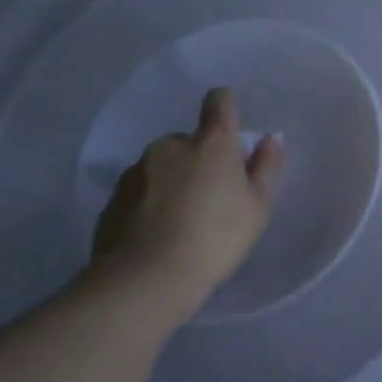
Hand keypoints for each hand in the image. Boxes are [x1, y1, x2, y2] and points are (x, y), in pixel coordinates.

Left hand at [91, 88, 284, 321]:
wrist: (145, 279)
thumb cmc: (215, 237)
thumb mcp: (257, 206)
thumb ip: (266, 167)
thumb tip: (269, 139)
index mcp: (211, 142)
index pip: (218, 102)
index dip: (225, 108)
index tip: (231, 129)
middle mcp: (170, 146)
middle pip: (189, 141)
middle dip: (199, 159)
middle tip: (212, 195)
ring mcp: (137, 171)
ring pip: (163, 166)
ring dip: (174, 180)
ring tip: (183, 219)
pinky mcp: (112, 199)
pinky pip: (141, 191)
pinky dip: (151, 202)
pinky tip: (159, 233)